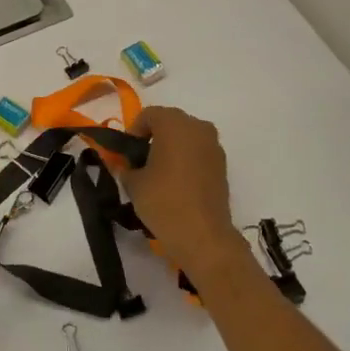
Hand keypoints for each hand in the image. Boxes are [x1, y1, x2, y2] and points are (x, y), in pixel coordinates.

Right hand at [121, 107, 248, 278]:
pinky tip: (176, 183)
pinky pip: (199, 153)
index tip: (127, 153)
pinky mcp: (222, 166)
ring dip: (172, 148)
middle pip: (170, 122)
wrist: (203, 236)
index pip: (149, 115)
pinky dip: (186, 160)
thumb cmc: (164, 202)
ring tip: (158, 173)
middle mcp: (198, 127)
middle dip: (154, 137)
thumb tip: (128, 165)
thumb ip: (127, 167)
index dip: (134, 131)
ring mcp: (214, 146)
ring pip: (187, 137)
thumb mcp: (134, 183)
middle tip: (140, 160)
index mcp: (174, 124)